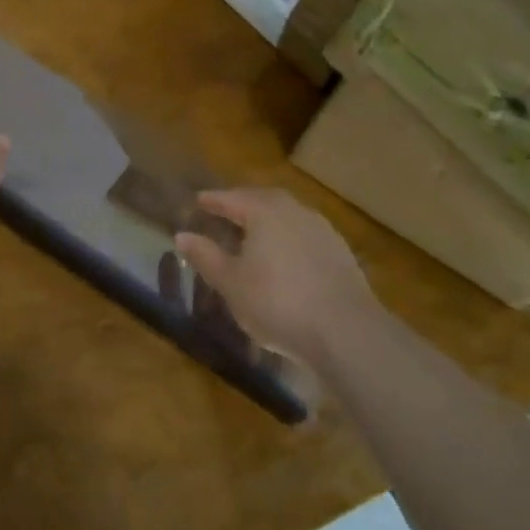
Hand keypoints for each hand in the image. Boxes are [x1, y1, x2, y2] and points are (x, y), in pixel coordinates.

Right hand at [175, 188, 374, 364]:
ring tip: (253, 233)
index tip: (198, 201)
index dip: (212, 200)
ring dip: (268, 220)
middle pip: (263, 199)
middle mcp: (295, 211)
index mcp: (264, 211)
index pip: (231, 198)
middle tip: (225, 211)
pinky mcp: (341, 253)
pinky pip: (305, 235)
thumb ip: (206, 256)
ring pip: (287, 216)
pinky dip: (288, 238)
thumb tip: (182, 236)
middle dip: (242, 203)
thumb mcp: (231, 283)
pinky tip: (284, 257)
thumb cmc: (277, 302)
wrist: (346, 331)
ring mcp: (322, 230)